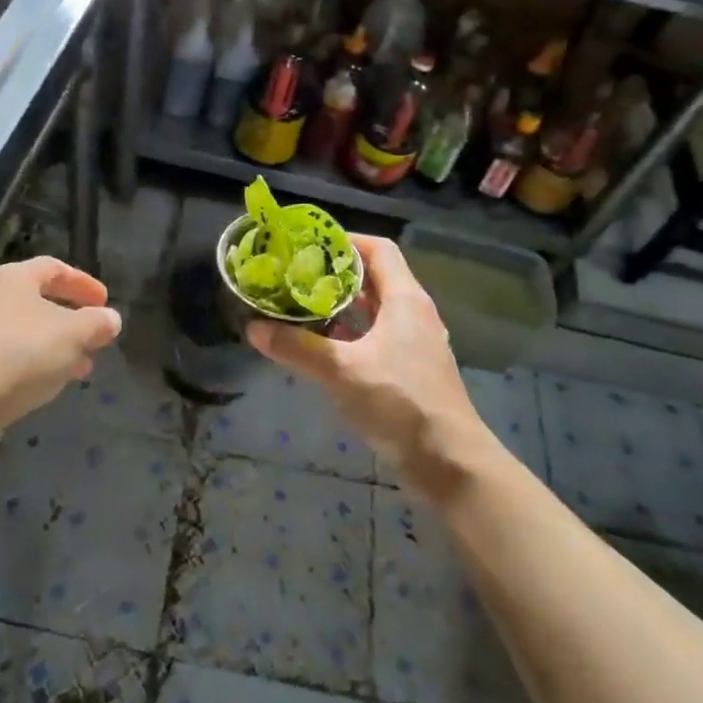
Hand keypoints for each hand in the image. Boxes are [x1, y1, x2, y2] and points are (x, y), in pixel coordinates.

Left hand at [0, 257, 122, 464]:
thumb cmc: (20, 354)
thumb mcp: (72, 335)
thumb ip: (96, 323)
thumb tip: (111, 318)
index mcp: (12, 278)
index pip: (53, 268)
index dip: (83, 283)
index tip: (105, 302)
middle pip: (37, 300)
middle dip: (71, 319)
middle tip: (96, 336)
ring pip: (25, 332)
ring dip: (56, 346)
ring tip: (82, 367)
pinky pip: (9, 357)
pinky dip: (35, 364)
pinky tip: (51, 385)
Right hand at [246, 235, 490, 496]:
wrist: (449, 462)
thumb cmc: (400, 402)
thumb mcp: (341, 371)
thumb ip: (297, 347)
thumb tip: (253, 328)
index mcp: (405, 300)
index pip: (378, 250)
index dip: (345, 241)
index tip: (308, 244)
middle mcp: (414, 314)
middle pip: (374, 278)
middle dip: (335, 273)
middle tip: (295, 275)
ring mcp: (415, 343)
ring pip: (374, 310)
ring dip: (341, 305)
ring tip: (301, 305)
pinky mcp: (411, 370)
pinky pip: (377, 337)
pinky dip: (350, 334)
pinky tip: (323, 346)